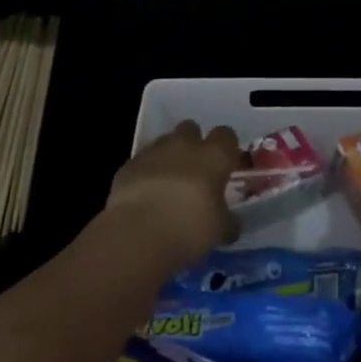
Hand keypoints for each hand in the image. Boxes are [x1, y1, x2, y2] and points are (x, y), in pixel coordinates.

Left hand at [96, 120, 240, 268]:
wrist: (138, 233)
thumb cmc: (190, 228)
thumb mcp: (221, 231)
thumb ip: (229, 220)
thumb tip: (232, 221)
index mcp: (214, 156)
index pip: (226, 135)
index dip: (226, 148)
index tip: (225, 164)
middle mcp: (184, 145)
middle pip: (191, 128)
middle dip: (193, 143)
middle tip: (195, 169)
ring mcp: (153, 152)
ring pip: (164, 142)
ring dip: (168, 156)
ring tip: (168, 183)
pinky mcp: (128, 165)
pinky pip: (141, 162)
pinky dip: (145, 173)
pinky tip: (145, 195)